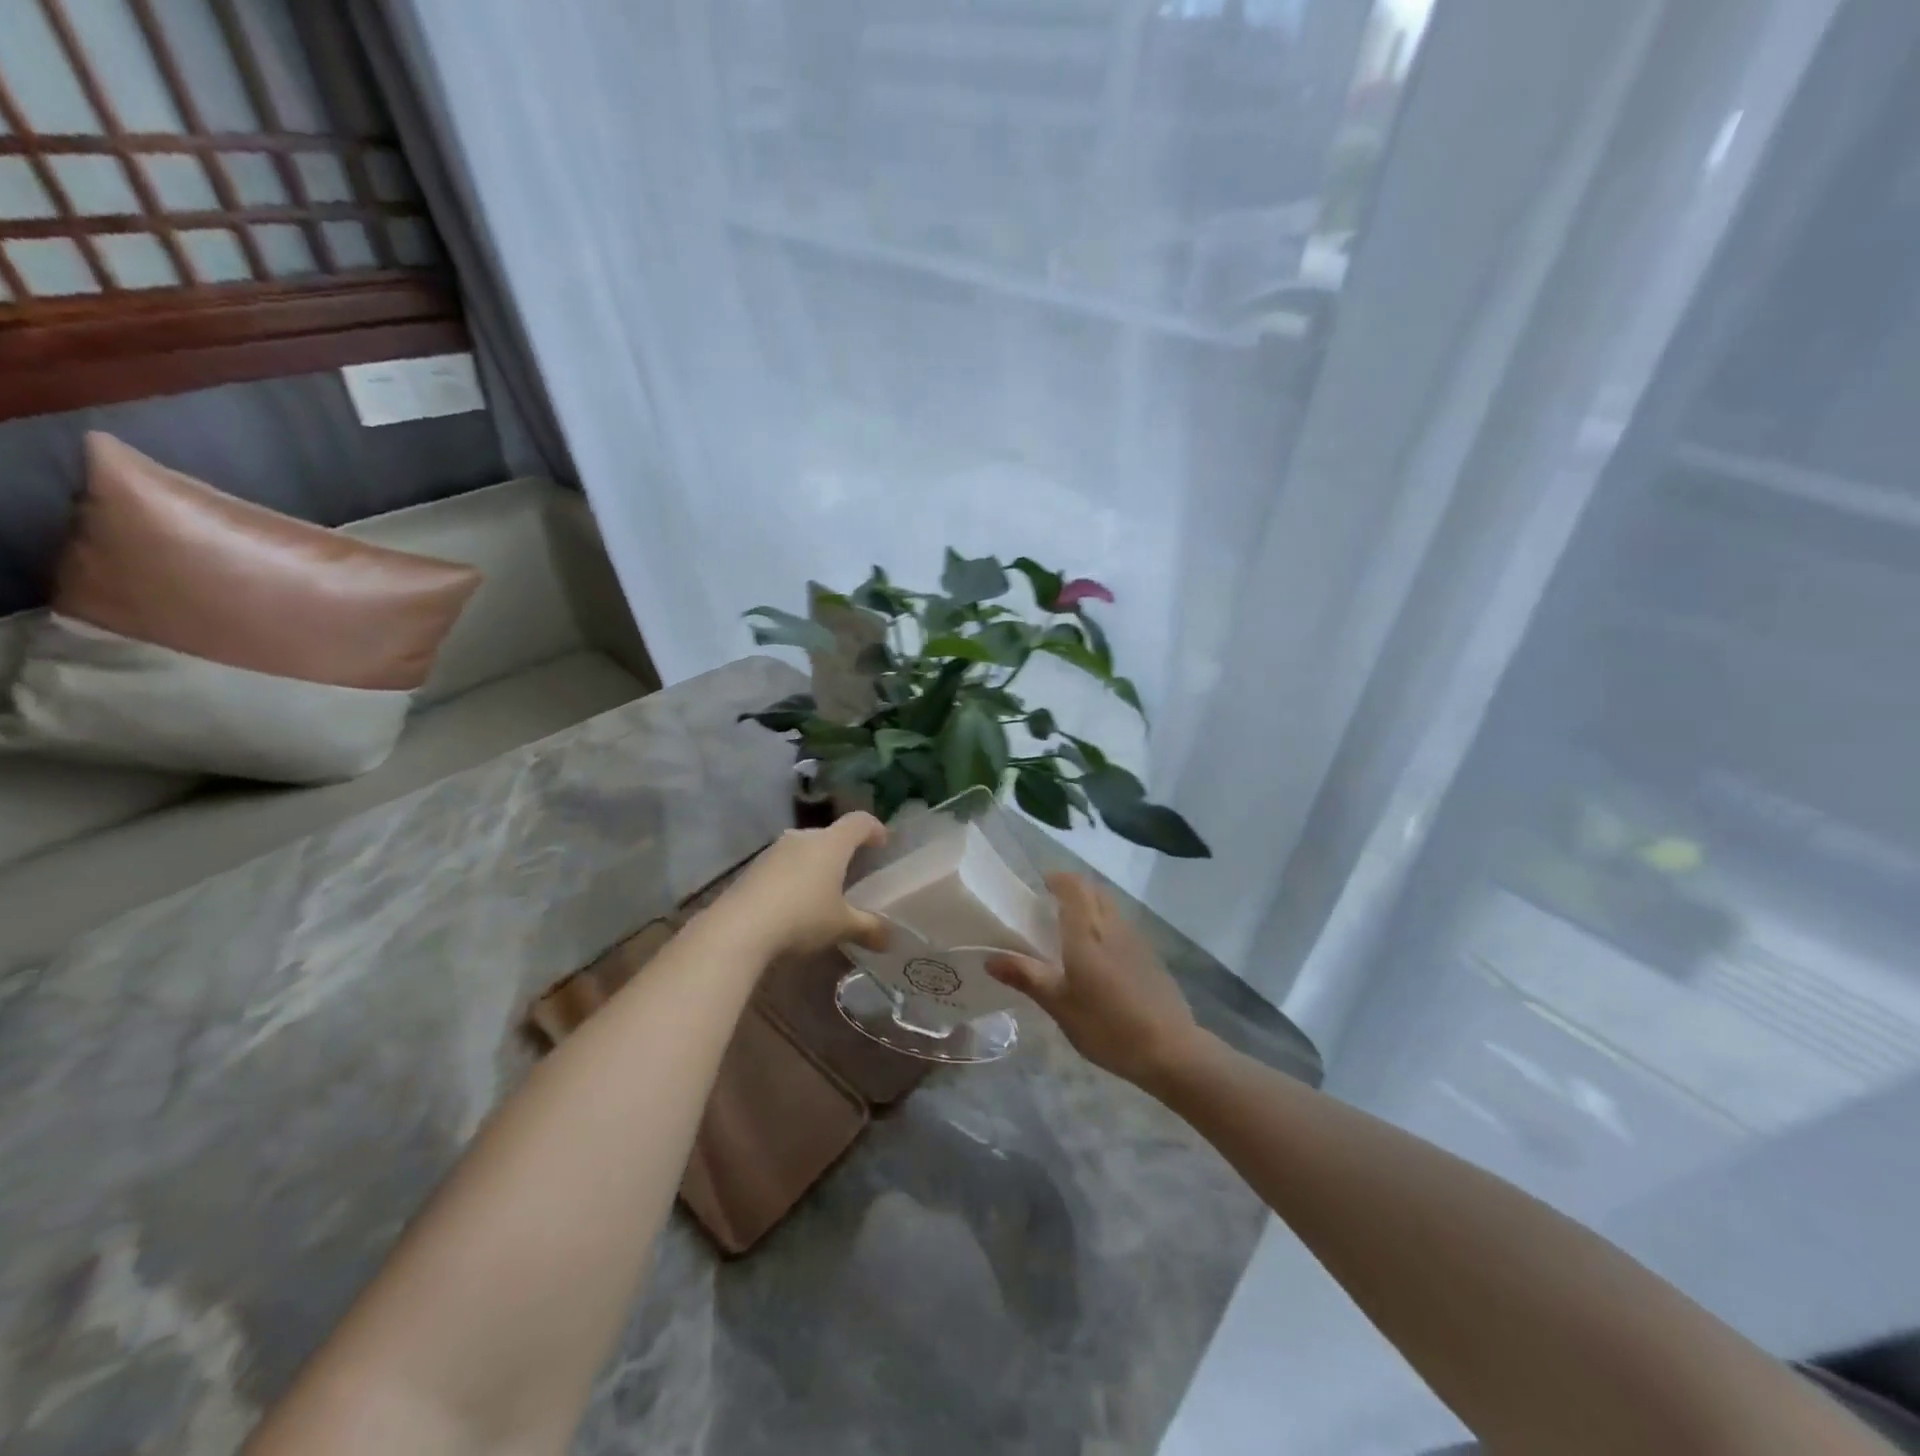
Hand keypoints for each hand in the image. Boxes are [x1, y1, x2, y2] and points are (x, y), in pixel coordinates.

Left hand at [712, 812, 891, 959]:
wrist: (738, 928)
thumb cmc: (801, 917)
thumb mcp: (841, 926)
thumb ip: (869, 929)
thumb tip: (890, 939)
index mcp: (831, 844)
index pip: (859, 822)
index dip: (874, 829)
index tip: (882, 843)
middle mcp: (803, 838)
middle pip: (829, 834)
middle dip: (842, 850)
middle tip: (852, 872)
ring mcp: (773, 851)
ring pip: (803, 849)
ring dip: (815, 864)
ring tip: (821, 890)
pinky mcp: (752, 869)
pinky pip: (782, 866)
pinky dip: (793, 877)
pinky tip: (792, 904)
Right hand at [986, 872, 1202, 1087]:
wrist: (1169, 1049)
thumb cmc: (1107, 1025)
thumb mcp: (1059, 1005)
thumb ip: (1026, 977)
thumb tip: (990, 959)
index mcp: (1086, 932)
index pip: (1074, 887)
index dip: (1058, 879)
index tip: (1040, 885)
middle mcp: (1112, 927)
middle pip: (1094, 892)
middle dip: (1073, 890)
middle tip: (1050, 906)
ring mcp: (1135, 940)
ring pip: (1110, 908)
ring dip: (1091, 907)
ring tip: (1071, 931)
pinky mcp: (1150, 957)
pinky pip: (1122, 928)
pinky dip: (1106, 927)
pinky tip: (1098, 958)